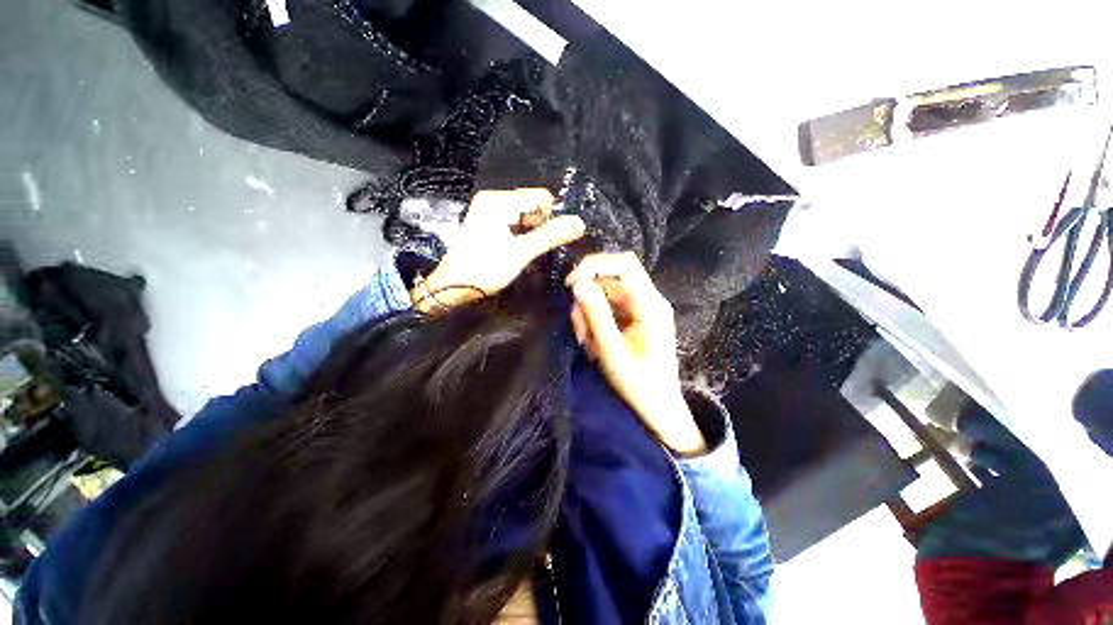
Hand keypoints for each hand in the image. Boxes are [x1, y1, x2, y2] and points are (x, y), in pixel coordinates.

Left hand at [415, 189, 585, 311]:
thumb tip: (580, 223)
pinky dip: (521, 235)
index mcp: (499, 201)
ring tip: (521, 252)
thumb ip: (551, 236)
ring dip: (530, 233)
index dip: (549, 219)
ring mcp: (489, 210)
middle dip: (538, 226)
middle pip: (533, 205)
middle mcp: (493, 199)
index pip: (541, 197)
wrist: (452, 286)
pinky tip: (514, 250)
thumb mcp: (521, 253)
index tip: (541, 241)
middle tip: (530, 249)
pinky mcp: (487, 222)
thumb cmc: (484, 269)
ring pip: (525, 215)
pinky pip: (514, 222)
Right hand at [566, 252, 705, 454]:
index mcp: (650, 305)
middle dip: (588, 301)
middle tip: (580, 331)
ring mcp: (641, 308)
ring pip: (605, 295)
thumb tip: (578, 284)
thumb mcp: (612, 351)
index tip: (571, 284)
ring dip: (590, 314)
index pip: (624, 265)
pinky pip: (608, 308)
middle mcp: (648, 300)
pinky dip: (596, 321)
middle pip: (610, 280)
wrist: (659, 406)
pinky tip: (595, 343)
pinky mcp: (634, 317)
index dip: (595, 265)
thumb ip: (596, 316)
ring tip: (588, 343)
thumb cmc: (639, 384)